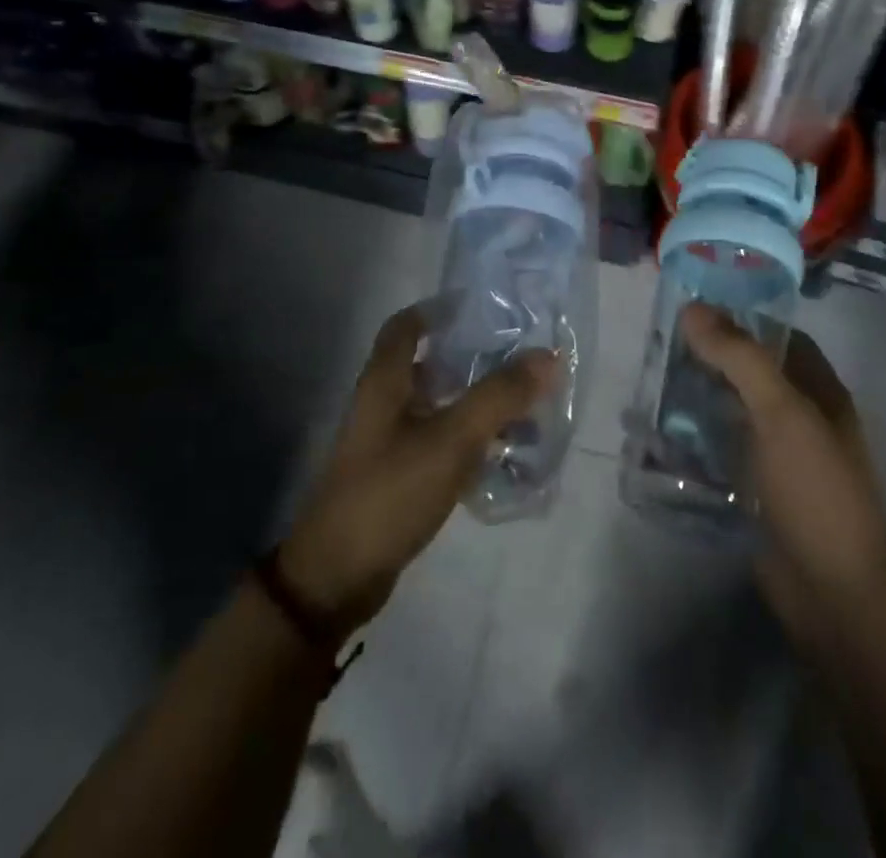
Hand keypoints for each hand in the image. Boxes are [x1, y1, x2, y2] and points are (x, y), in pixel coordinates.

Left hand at [276, 303, 552, 639]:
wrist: (337, 577)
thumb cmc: (390, 492)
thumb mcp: (451, 439)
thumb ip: (499, 396)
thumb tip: (548, 355)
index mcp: (385, 381)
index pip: (406, 326)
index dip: (438, 310)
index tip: (481, 307)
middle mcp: (384, 404)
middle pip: (428, 363)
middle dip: (471, 357)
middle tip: (518, 356)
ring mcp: (389, 443)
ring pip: (438, 405)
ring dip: (476, 400)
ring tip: (524, 404)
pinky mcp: (398, 477)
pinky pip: (440, 442)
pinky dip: (470, 438)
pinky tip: (504, 451)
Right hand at [679, 305, 885, 650]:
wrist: (832, 592)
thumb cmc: (814, 489)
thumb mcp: (781, 412)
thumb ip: (740, 357)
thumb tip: (693, 308)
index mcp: (818, 391)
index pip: (778, 336)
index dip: (741, 317)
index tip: (693, 307)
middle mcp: (799, 417)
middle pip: (749, 372)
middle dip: (708, 358)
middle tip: (658, 345)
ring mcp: (775, 456)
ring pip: (729, 411)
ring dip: (694, 398)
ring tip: (647, 383)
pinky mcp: (753, 488)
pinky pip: (718, 451)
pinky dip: (690, 439)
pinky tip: (654, 434)